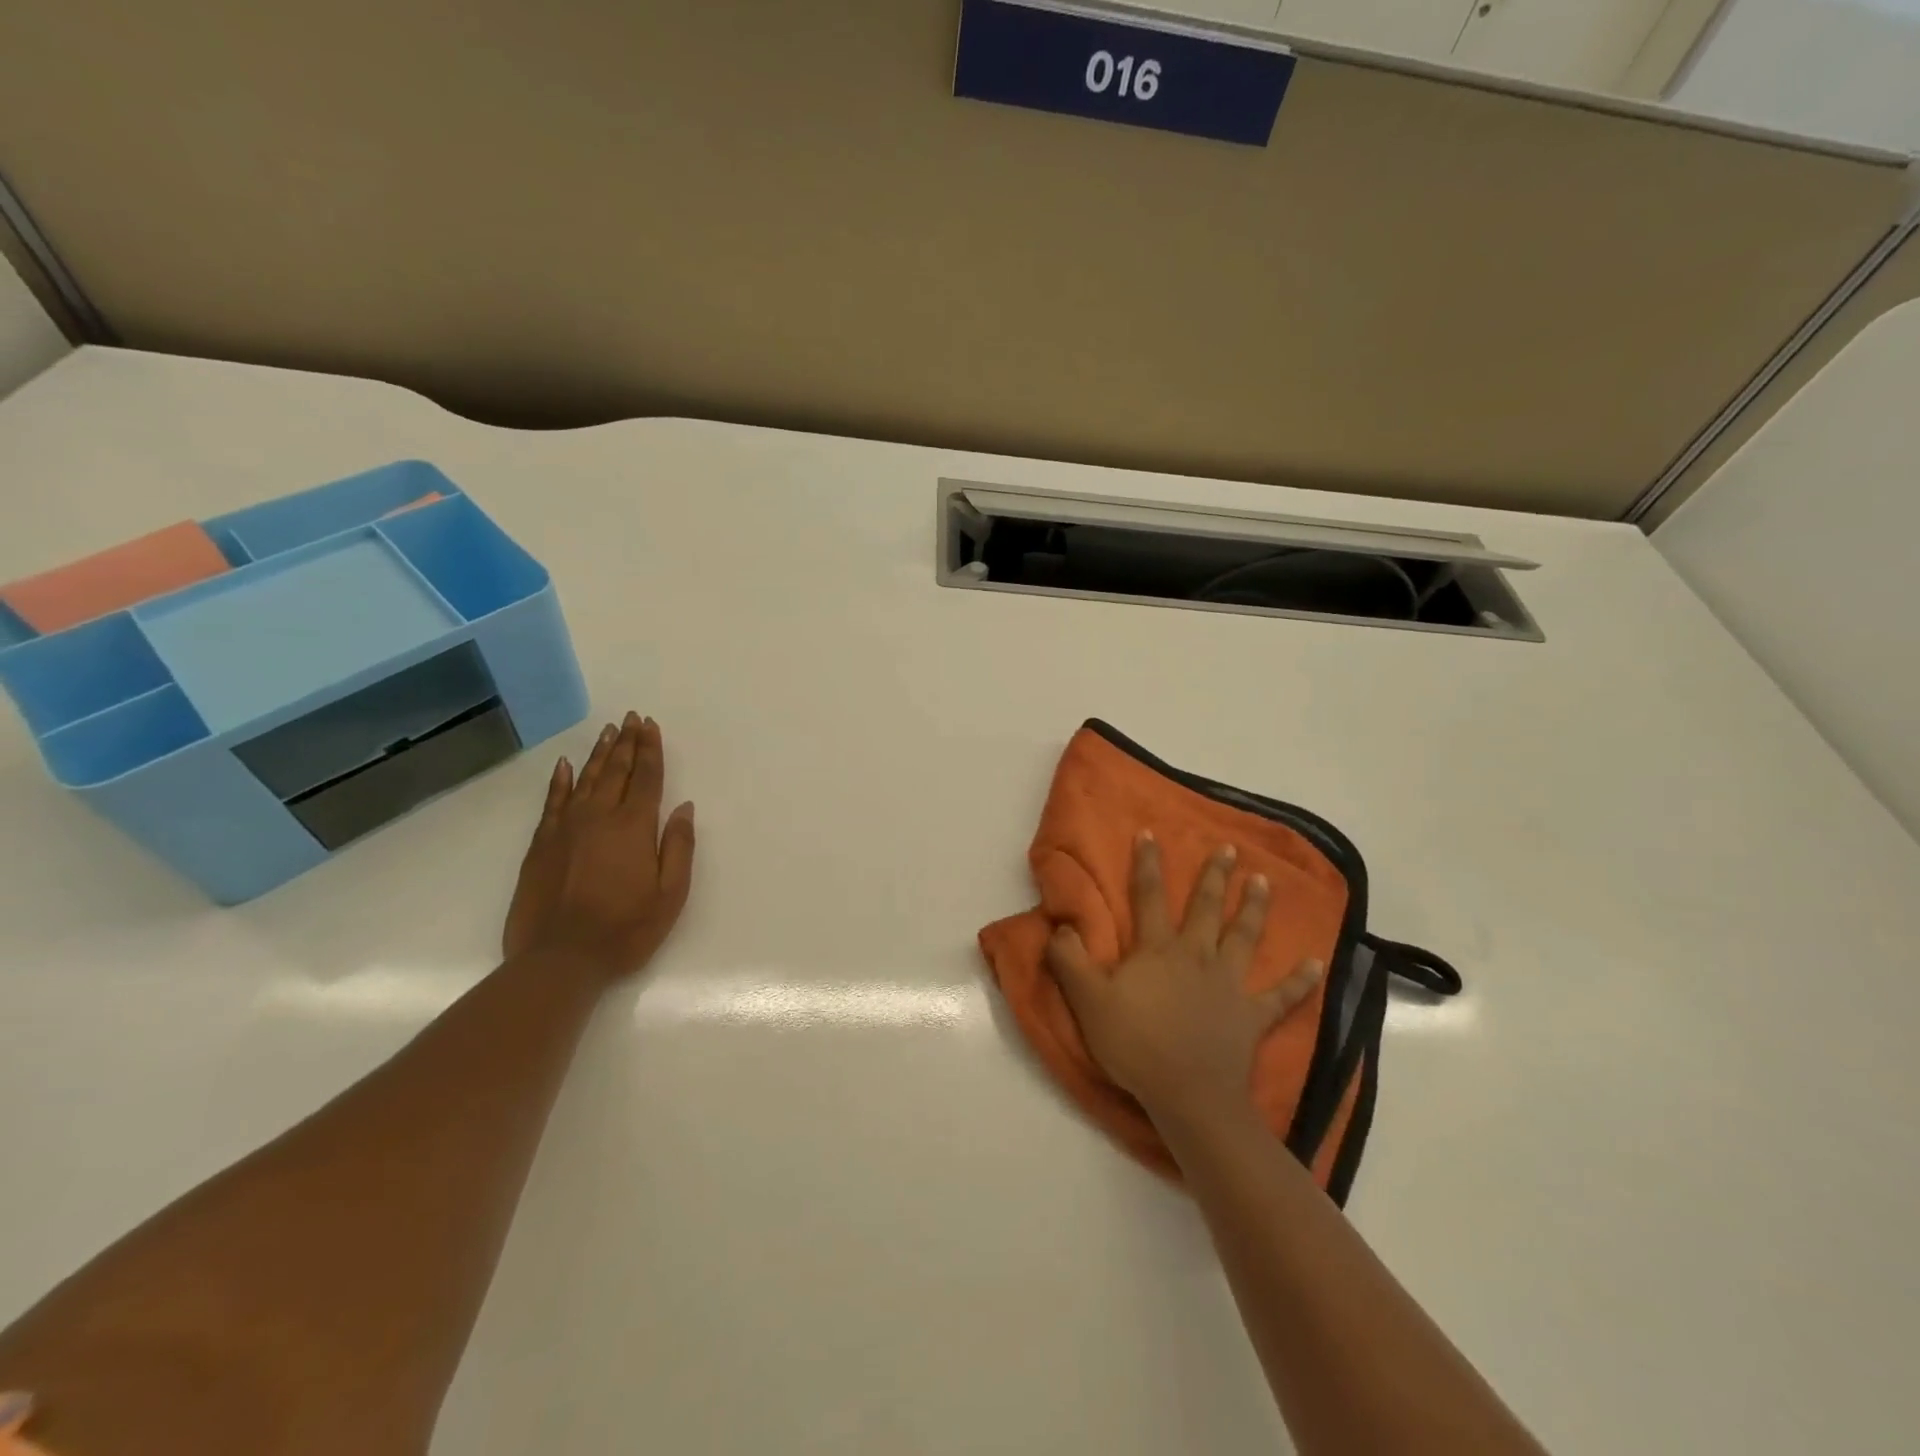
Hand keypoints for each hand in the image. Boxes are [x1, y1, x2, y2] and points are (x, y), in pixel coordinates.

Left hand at [503, 712, 695, 979]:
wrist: (559, 958)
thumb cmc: (625, 929)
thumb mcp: (670, 894)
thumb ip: (678, 847)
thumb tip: (683, 807)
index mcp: (634, 827)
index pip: (646, 778)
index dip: (651, 750)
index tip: (651, 725)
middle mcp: (599, 817)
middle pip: (616, 771)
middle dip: (627, 743)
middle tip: (632, 718)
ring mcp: (566, 828)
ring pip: (585, 779)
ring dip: (599, 754)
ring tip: (609, 732)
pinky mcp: (541, 844)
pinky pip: (552, 801)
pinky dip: (559, 780)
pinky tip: (564, 765)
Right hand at [1047, 833, 1323, 1129]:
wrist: (1188, 1094)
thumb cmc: (1135, 1044)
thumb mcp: (1088, 1001)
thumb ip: (1069, 960)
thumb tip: (1060, 926)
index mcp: (1158, 950)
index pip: (1148, 897)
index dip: (1147, 864)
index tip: (1151, 833)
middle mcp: (1197, 956)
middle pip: (1205, 908)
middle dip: (1215, 876)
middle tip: (1229, 849)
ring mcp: (1229, 984)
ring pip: (1244, 937)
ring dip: (1254, 908)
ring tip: (1263, 882)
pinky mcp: (1252, 1016)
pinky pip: (1281, 996)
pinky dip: (1300, 981)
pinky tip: (1317, 965)